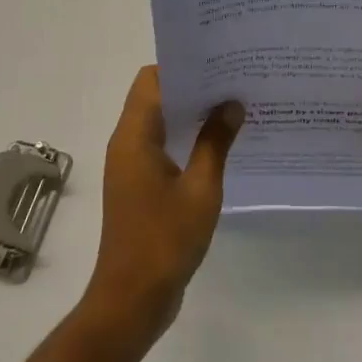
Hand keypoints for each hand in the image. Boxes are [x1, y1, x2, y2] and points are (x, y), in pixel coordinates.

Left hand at [83, 65, 243, 344]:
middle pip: (155, 97)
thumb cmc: (165, 240)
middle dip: (192, 87)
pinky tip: (220, 145)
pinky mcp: (139, 187)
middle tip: (234, 80)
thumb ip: (215, 142)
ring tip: (233, 106)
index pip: (152, 80)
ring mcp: (131, 167)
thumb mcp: (201, 188)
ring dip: (191, 114)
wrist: (132, 300)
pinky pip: (162, 148)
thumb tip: (231, 103)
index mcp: (134, 136)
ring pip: (160, 123)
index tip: (218, 60)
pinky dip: (186, 139)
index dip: (182, 66)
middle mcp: (127, 144)